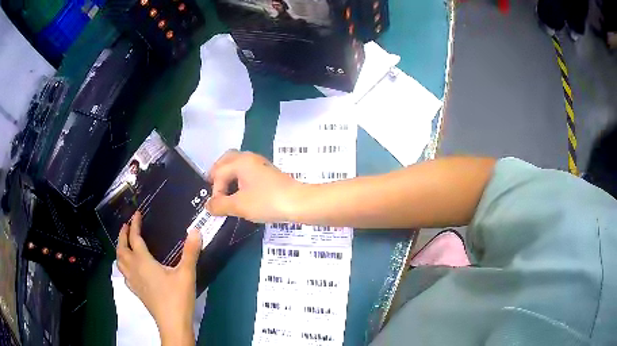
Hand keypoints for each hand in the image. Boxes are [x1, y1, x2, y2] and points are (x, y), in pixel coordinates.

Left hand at [116, 211, 200, 344]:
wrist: (172, 323)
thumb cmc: (178, 297)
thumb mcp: (186, 273)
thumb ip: (191, 252)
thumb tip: (196, 230)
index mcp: (143, 262)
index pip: (135, 238)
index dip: (135, 224)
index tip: (137, 214)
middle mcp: (134, 269)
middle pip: (122, 248)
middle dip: (122, 234)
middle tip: (126, 225)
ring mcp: (133, 281)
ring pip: (119, 261)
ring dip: (120, 248)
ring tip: (124, 243)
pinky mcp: (136, 291)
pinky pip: (124, 274)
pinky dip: (123, 265)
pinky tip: (129, 269)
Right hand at [206, 150, 300, 222]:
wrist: (298, 203)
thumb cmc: (267, 201)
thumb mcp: (239, 206)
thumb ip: (220, 205)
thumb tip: (208, 206)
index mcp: (240, 162)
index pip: (218, 173)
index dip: (215, 191)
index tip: (218, 207)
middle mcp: (249, 158)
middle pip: (226, 161)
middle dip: (217, 175)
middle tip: (214, 189)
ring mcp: (260, 164)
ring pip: (237, 165)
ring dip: (228, 176)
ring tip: (225, 193)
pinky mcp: (268, 173)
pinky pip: (247, 172)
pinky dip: (239, 179)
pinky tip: (240, 193)